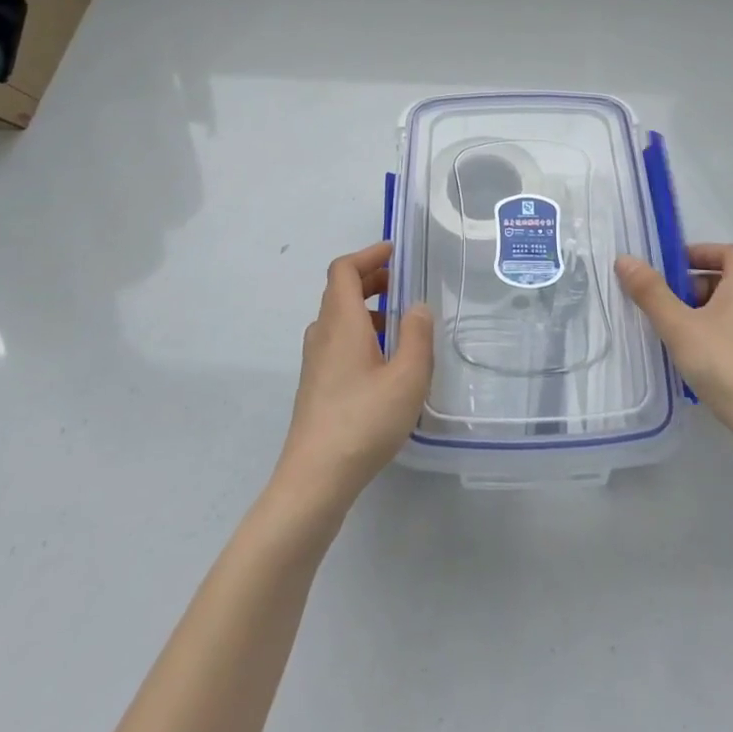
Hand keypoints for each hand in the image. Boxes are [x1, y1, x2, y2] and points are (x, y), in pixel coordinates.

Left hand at [272, 242, 433, 518]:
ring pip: (338, 318)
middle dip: (371, 280)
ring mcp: (315, 361)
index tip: (395, 252)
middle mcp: (322, 334)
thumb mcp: (408, 376)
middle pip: (340, 291)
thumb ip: (418, 335)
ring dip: (366, 308)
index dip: (368, 255)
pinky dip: (359, 333)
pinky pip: (337, 341)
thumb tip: (417, 306)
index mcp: (342, 322)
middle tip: (403, 285)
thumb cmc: (364, 420)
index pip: (343, 270)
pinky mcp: (315, 385)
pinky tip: (383, 362)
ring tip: (399, 324)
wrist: (315, 478)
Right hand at [615, 244, 732, 457]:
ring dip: (704, 315)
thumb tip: (625, 259)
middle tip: (665, 304)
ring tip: (675, 335)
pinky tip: (697, 364)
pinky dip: (717, 339)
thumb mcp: (679, 327)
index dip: (701, 252)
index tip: (672, 267)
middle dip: (694, 286)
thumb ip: (651, 293)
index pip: (730, 252)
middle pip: (729, 281)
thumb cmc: (726, 365)